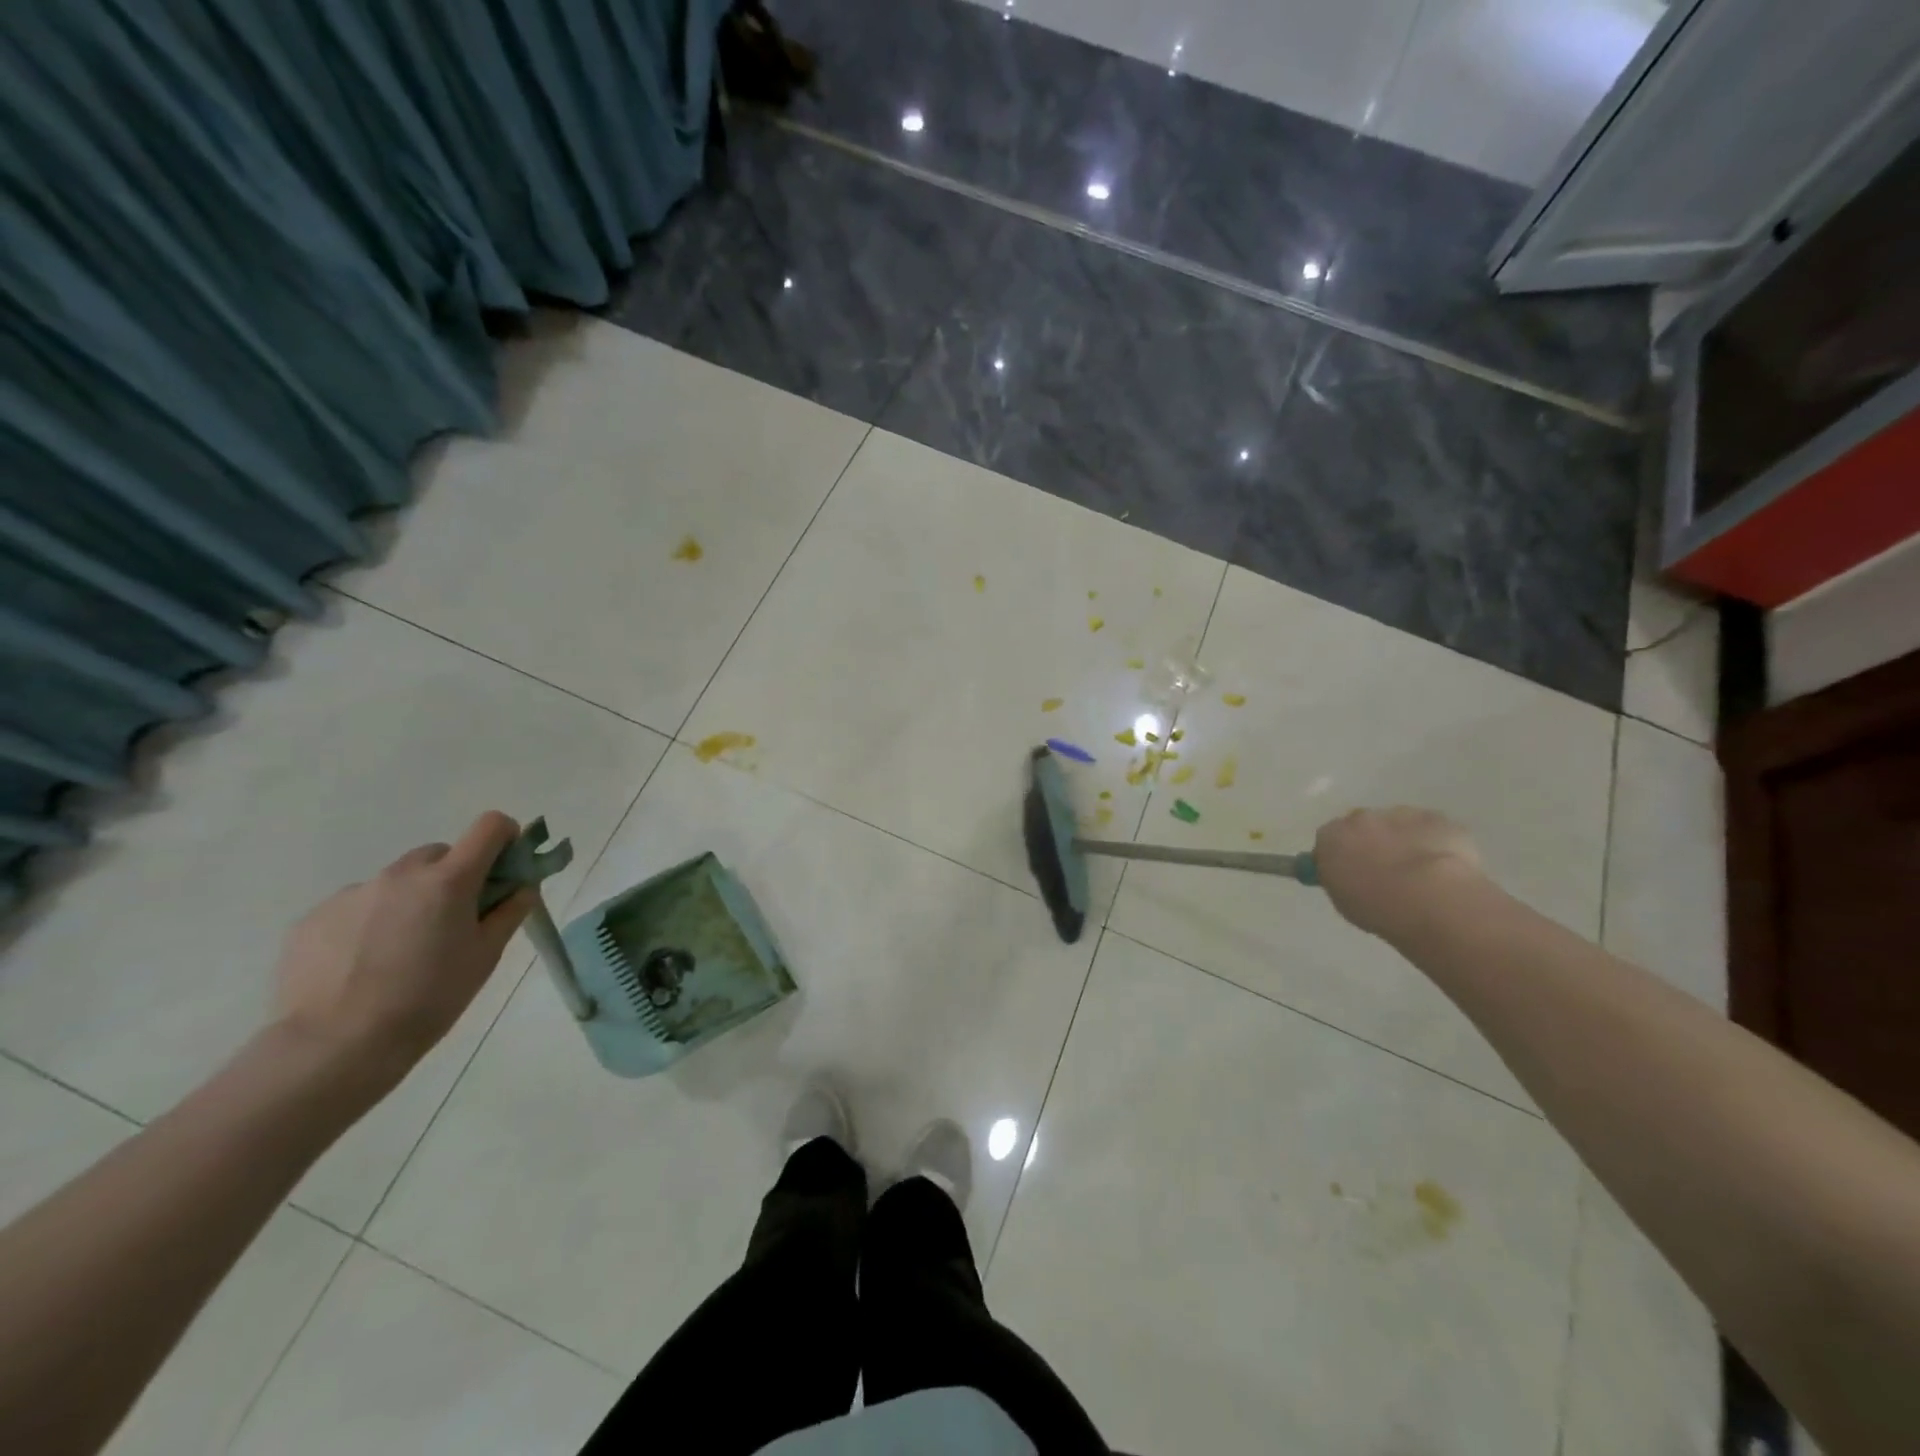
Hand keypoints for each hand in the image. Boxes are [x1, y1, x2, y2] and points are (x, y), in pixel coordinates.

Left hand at [270, 813, 535, 1086]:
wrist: (336, 1046)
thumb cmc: (429, 998)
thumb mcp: (485, 956)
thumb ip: (509, 912)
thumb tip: (521, 887)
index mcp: (449, 880)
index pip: (489, 827)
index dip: (504, 837)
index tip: (505, 867)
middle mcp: (401, 874)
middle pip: (439, 855)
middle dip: (452, 877)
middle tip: (451, 922)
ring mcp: (352, 893)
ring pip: (395, 882)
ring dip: (408, 901)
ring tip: (399, 952)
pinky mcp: (313, 917)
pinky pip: (356, 907)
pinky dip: (368, 923)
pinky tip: (362, 965)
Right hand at [1313, 807, 1488, 940]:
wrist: (1431, 899)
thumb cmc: (1378, 908)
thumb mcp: (1344, 900)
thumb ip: (1342, 878)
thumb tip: (1348, 874)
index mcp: (1331, 838)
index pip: (1329, 840)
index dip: (1342, 856)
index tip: (1353, 874)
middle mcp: (1360, 819)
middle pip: (1363, 826)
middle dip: (1373, 843)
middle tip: (1388, 873)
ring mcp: (1400, 814)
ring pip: (1398, 824)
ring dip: (1404, 841)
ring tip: (1422, 874)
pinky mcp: (1436, 818)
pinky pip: (1431, 829)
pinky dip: (1436, 842)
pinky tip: (1447, 867)